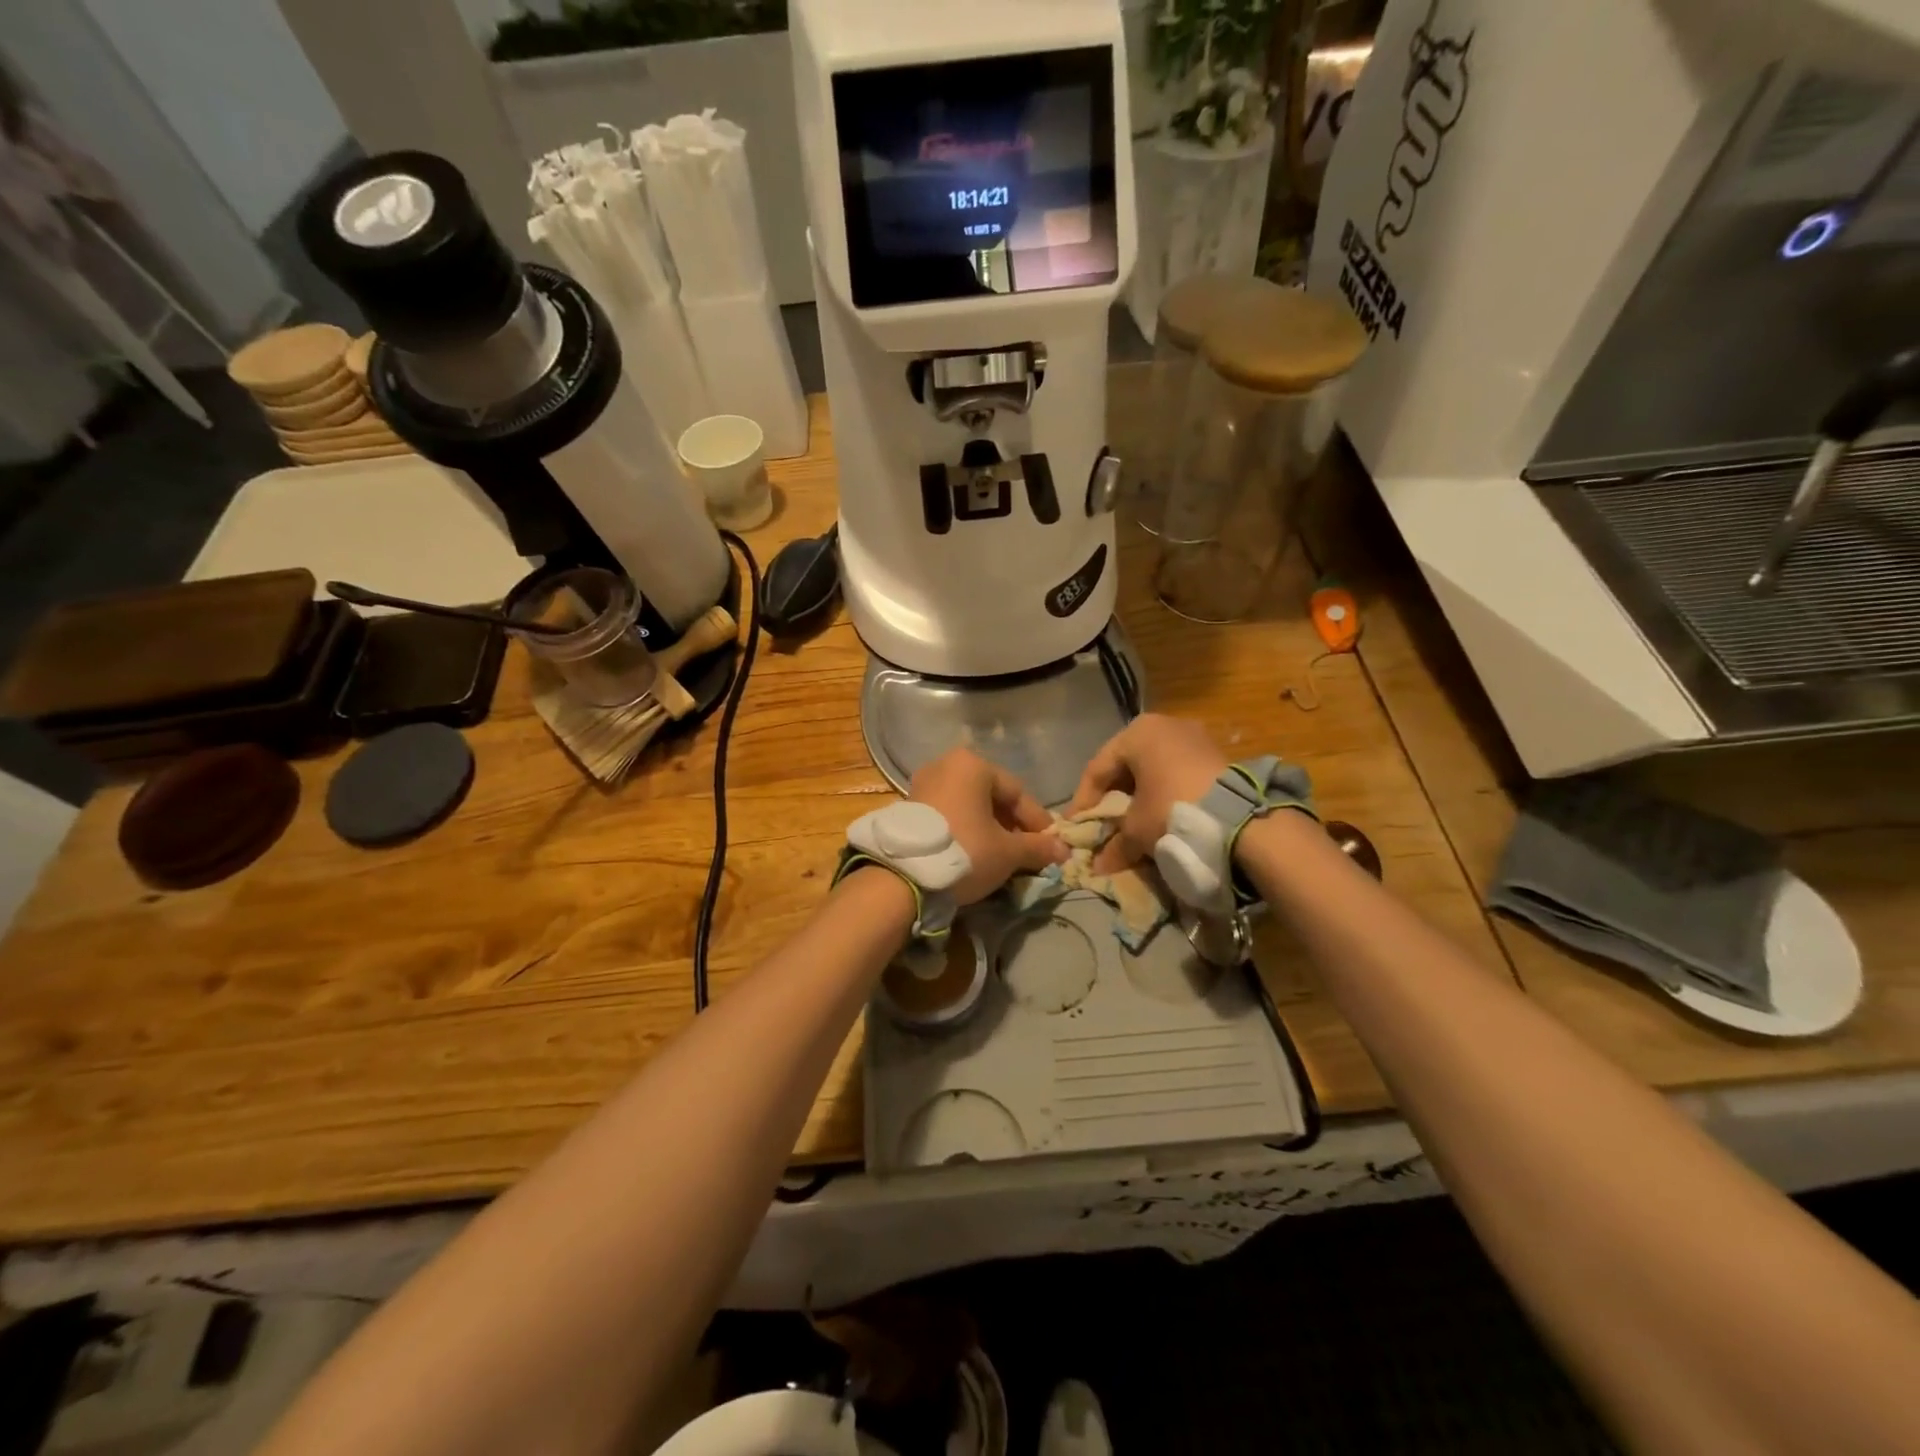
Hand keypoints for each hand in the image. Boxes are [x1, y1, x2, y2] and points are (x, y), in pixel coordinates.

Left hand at [908, 749, 1068, 903]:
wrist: (903, 877)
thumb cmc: (965, 851)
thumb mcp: (1008, 852)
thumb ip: (1038, 847)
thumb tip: (1064, 850)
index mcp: (972, 765)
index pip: (1017, 792)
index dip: (1037, 821)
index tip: (1051, 845)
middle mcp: (945, 765)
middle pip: (991, 797)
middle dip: (1012, 826)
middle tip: (1027, 853)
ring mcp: (923, 785)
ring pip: (969, 807)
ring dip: (989, 830)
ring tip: (1002, 857)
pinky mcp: (908, 808)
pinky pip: (949, 814)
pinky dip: (966, 831)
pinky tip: (975, 855)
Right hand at [1066, 714, 1229, 873]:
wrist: (1241, 818)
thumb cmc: (1173, 810)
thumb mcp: (1136, 830)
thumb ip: (1114, 844)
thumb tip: (1099, 866)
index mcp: (1137, 732)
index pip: (1097, 768)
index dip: (1083, 801)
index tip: (1076, 826)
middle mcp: (1164, 725)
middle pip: (1126, 765)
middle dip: (1112, 798)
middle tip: (1102, 825)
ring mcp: (1194, 737)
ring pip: (1153, 769)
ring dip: (1139, 797)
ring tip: (1132, 825)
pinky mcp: (1216, 754)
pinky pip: (1177, 773)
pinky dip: (1164, 794)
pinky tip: (1161, 817)